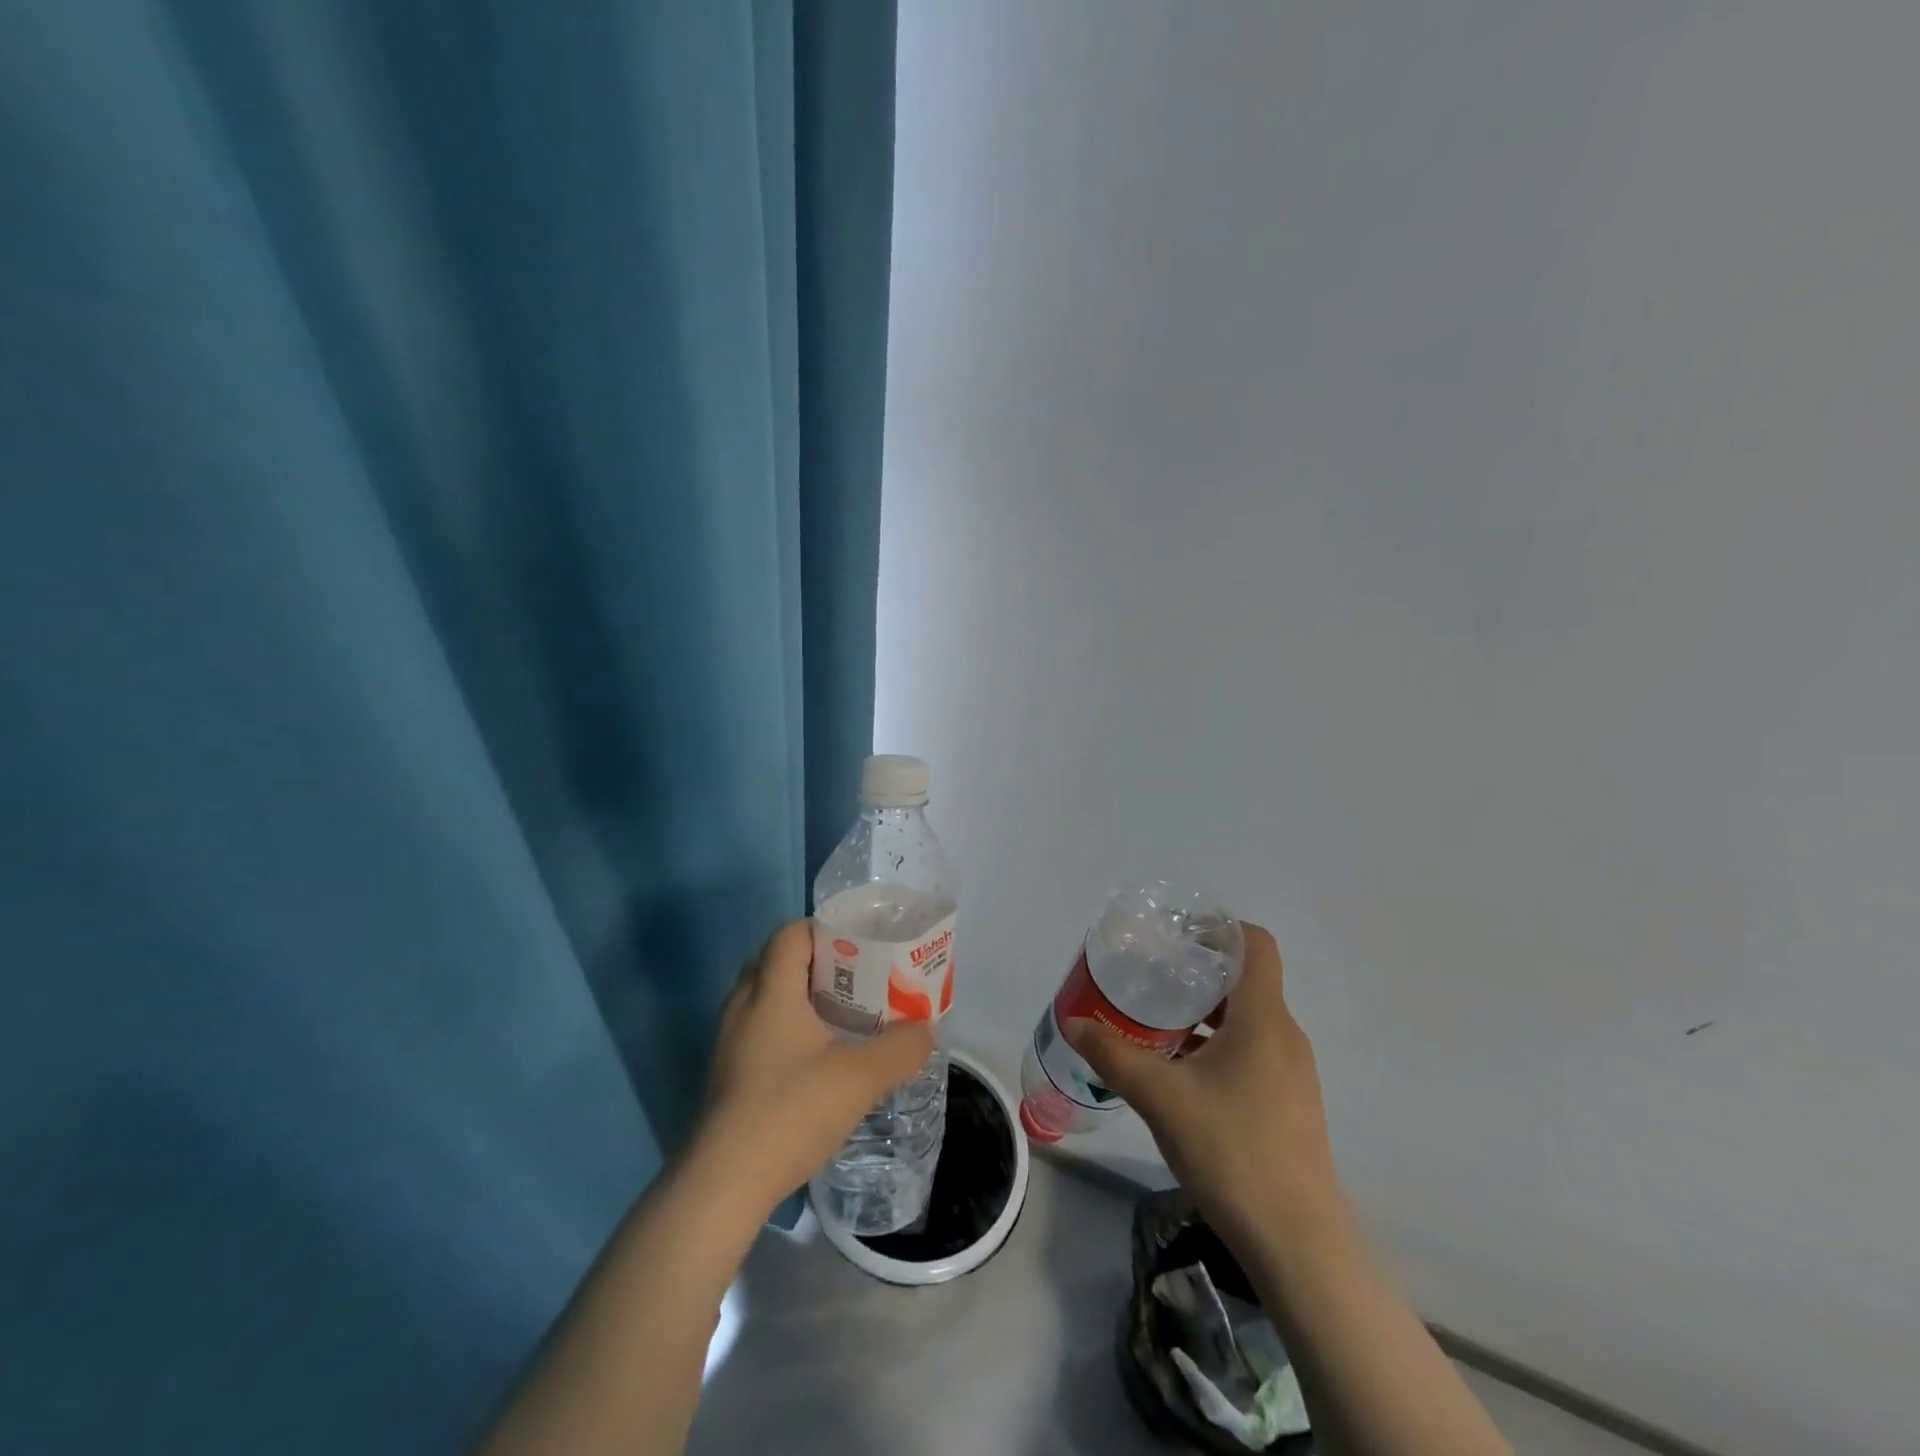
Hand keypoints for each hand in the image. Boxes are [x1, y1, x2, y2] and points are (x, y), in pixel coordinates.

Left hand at [693, 920, 936, 1217]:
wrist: (723, 1185)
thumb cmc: (791, 1112)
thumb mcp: (860, 1078)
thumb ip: (901, 1049)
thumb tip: (925, 1030)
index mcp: (770, 991)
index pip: (792, 933)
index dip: (826, 930)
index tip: (861, 947)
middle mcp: (742, 1005)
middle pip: (779, 961)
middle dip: (821, 964)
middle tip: (859, 981)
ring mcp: (729, 1041)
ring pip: (768, 997)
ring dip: (804, 998)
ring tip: (844, 1019)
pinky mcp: (727, 1073)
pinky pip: (760, 1028)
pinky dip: (788, 1027)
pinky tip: (817, 1060)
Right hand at [1065, 923, 1342, 1246]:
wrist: (1298, 1245)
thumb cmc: (1233, 1152)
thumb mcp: (1161, 1097)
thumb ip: (1113, 1054)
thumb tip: (1072, 1022)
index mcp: (1263, 1019)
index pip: (1254, 944)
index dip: (1218, 928)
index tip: (1175, 934)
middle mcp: (1284, 1035)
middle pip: (1244, 979)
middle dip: (1197, 970)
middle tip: (1150, 974)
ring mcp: (1290, 1072)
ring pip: (1246, 1018)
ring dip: (1204, 1011)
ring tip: (1155, 1020)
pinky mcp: (1288, 1103)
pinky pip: (1250, 1051)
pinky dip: (1216, 1044)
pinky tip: (1179, 1071)